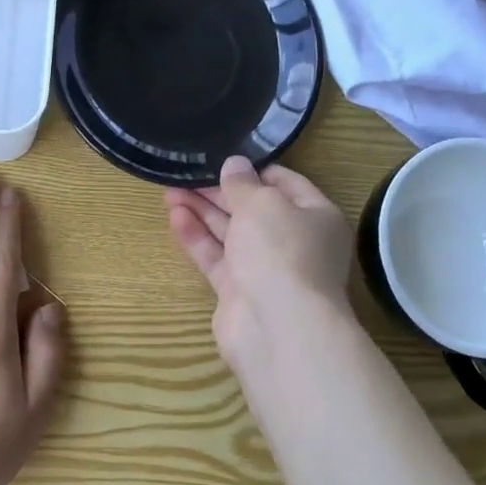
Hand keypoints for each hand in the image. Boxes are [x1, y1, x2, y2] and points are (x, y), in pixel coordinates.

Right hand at [165, 157, 352, 361]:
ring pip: (231, 233)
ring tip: (169, 190)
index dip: (253, 169)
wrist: (278, 327)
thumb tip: (235, 164)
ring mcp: (266, 269)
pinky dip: (197, 237)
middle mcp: (294, 242)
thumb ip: (243, 183)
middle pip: (253, 209)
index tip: (222, 157)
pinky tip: (175, 216)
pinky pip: (217, 257)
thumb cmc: (281, 250)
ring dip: (202, 211)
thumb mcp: (262, 203)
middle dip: (219, 191)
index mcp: (316, 216)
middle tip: (186, 173)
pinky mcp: (239, 291)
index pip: (285, 183)